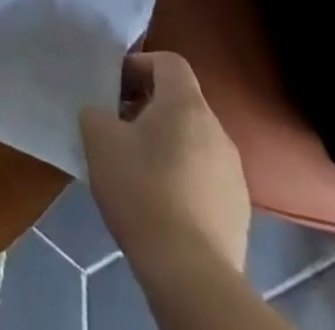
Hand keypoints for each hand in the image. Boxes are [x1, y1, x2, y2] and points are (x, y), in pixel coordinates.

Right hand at [80, 52, 249, 273]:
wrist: (190, 273)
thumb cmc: (141, 189)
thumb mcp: (98, 137)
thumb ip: (96, 112)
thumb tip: (103, 116)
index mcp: (186, 105)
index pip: (168, 61)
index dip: (138, 65)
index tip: (115, 87)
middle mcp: (217, 130)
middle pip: (181, 101)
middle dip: (147, 106)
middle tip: (118, 125)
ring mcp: (233, 173)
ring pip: (193, 139)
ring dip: (165, 142)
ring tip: (136, 166)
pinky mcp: (238, 211)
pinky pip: (204, 175)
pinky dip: (182, 176)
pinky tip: (159, 201)